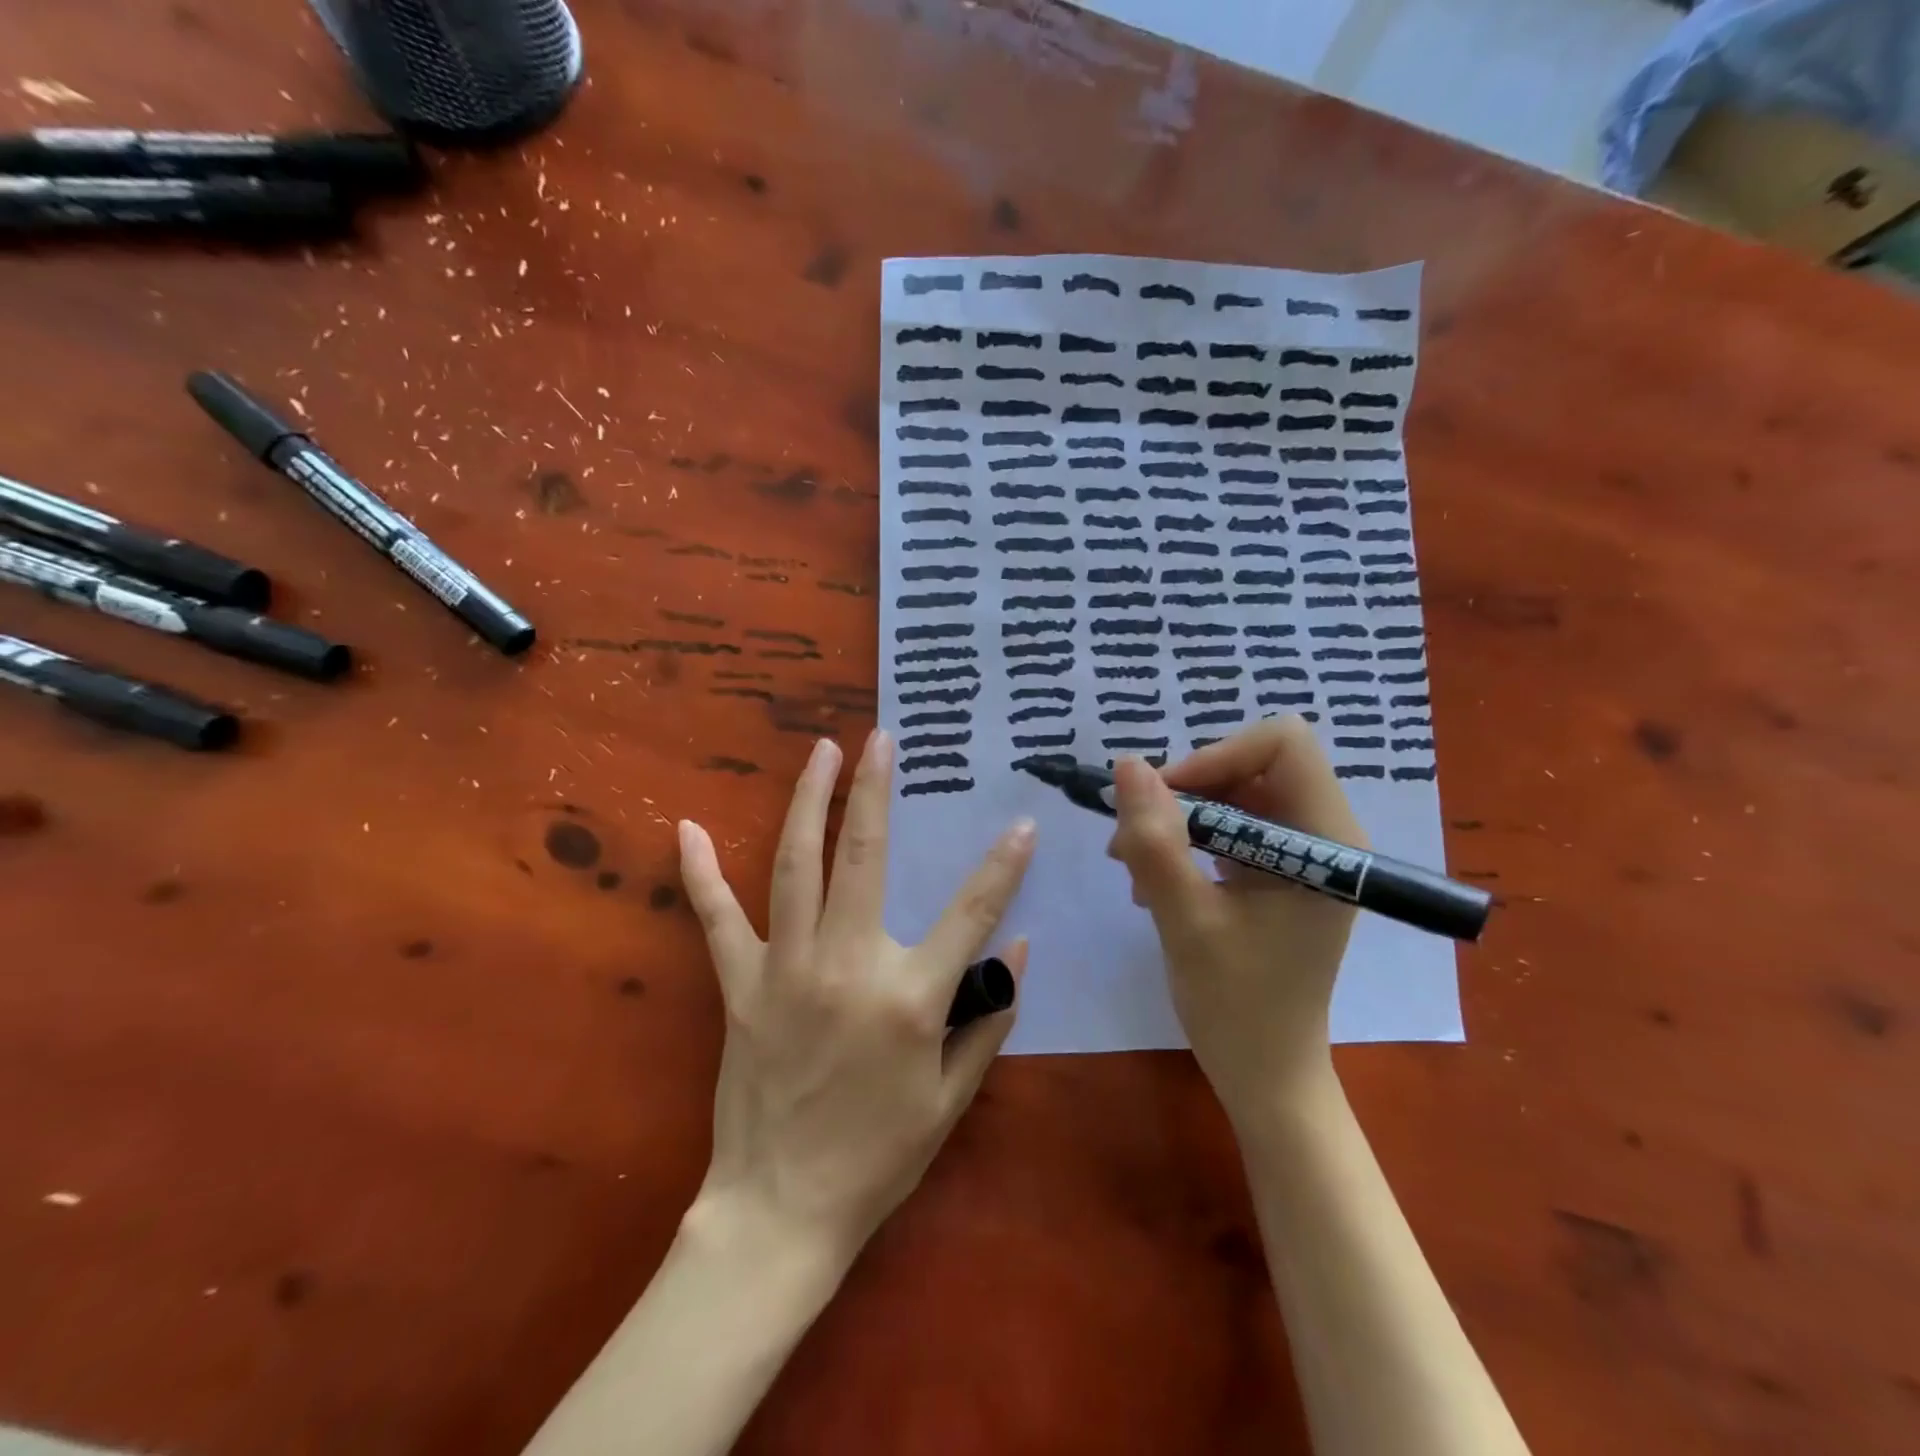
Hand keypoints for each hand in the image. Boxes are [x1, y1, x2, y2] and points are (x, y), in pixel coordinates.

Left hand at [676, 729, 1035, 1270]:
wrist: (782, 1209)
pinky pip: (717, 919)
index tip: (1022, 823)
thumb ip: (990, 1017)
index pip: (971, 913)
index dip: (1003, 866)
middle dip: (875, 791)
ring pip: (796, 865)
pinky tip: (688, 828)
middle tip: (880, 739)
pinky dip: (701, 873)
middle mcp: (847, 965)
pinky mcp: (741, 986)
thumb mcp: (952, 1097)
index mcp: (909, 997)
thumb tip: (1018, 948)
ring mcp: (786, 969)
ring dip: (809, 801)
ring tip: (819, 752)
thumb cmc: (879, 1156)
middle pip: (865, 857)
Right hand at [1106, 717, 1364, 1123]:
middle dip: (1187, 790)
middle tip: (1134, 836)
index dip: (1218, 756)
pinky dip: (1185, 839)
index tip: (1165, 799)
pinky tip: (1153, 881)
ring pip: (1233, 792)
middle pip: (1252, 763)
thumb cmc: (1237, 1006)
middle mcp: (1323, 834)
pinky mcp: (1277, 869)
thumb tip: (1127, 765)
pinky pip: (1228, 824)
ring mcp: (1300, 852)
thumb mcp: (1185, 920)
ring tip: (1132, 865)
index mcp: (1327, 841)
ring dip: (1177, 817)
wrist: (1265, 1072)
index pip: (1283, 744)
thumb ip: (1156, 841)